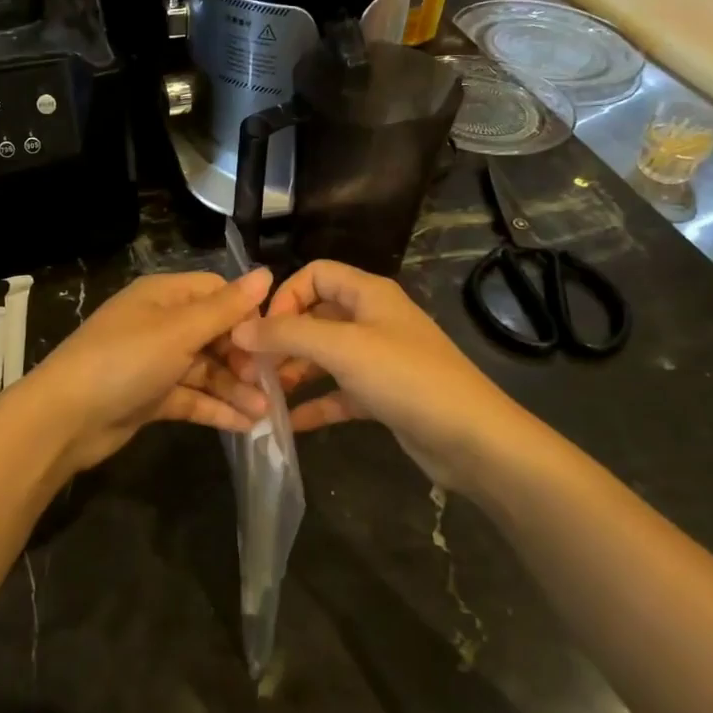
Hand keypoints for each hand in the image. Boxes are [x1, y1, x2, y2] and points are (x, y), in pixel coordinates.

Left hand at [20, 269, 272, 475]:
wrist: (65, 418)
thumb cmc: (125, 360)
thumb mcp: (178, 330)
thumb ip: (225, 308)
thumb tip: (267, 273)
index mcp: (163, 296)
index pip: (216, 293)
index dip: (246, 313)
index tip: (272, 339)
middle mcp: (161, 324)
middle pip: (214, 333)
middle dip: (244, 357)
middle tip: (271, 383)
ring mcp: (155, 362)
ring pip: (206, 369)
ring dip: (235, 387)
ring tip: (266, 411)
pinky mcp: (151, 396)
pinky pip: (192, 397)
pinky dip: (217, 408)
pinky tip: (246, 425)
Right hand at [229, 260, 519, 487]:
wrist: (472, 438)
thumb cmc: (405, 377)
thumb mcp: (342, 348)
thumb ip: (287, 334)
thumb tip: (240, 329)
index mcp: (368, 294)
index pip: (315, 274)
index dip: (284, 296)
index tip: (262, 330)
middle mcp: (372, 319)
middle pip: (315, 316)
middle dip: (281, 339)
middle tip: (250, 368)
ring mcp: (378, 359)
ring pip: (324, 356)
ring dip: (293, 371)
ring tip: (262, 395)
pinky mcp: (382, 395)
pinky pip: (338, 392)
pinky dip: (314, 403)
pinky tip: (287, 422)